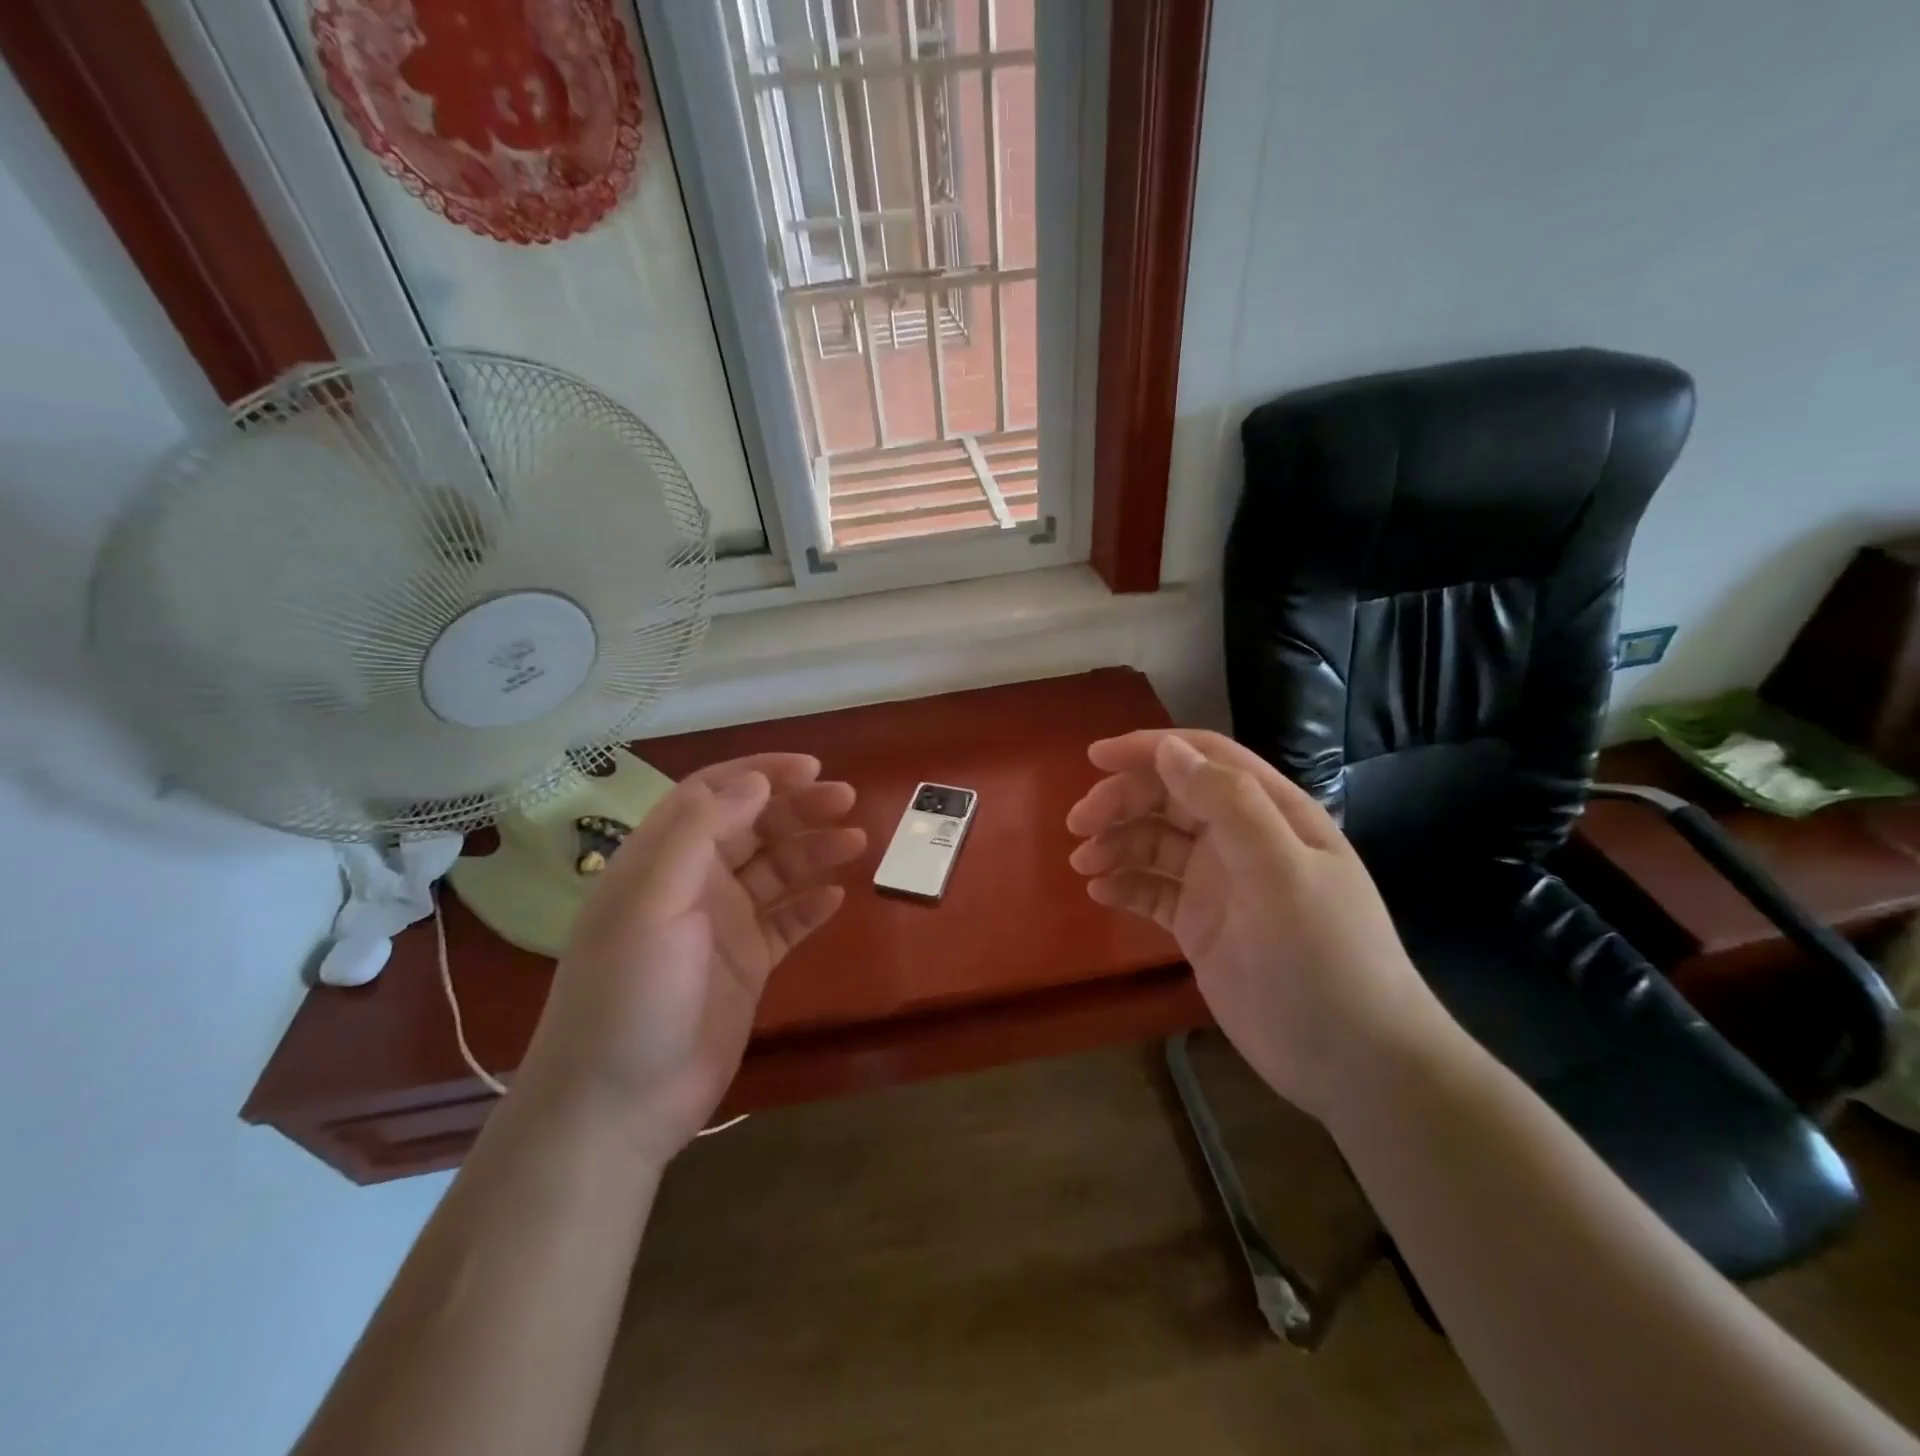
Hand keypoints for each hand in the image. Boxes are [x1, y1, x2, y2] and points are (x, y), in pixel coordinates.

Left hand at [517, 754, 864, 1166]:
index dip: (760, 774)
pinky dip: (810, 906)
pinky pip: (785, 923)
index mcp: (661, 860)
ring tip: (857, 842)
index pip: (712, 794)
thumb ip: (700, 833)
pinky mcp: (745, 967)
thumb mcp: (653, 902)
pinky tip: (837, 897)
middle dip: (798, 808)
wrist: (617, 1106)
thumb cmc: (628, 994)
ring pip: (775, 872)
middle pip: (752, 828)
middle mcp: (693, 884)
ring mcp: (721, 927)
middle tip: (846, 800)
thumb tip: (754, 781)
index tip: (811, 768)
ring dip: (813, 851)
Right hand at [1067, 729, 1446, 1120]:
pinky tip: (1101, 893)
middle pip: (1169, 799)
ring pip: (1154, 843)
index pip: (1203, 760)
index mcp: (1270, 812)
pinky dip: (1125, 885)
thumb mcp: (1282, 872)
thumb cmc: (1323, 956)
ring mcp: (1219, 883)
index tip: (1094, 758)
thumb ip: (1229, 804)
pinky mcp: (1200, 924)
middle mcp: (1241, 839)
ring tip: (1084, 866)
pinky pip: (1152, 890)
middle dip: (1121, 803)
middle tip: (1078, 827)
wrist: (1351, 1060)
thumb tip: (1169, 750)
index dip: (1149, 750)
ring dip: (1116, 845)